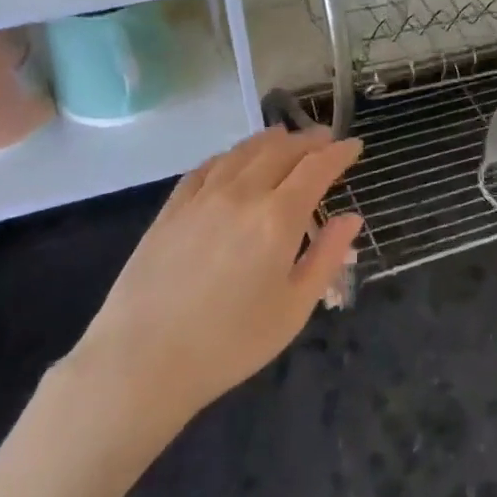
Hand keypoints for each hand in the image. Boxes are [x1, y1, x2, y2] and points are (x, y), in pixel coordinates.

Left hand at [67, 126, 362, 431]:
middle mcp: (241, 194)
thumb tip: (351, 218)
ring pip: (242, 153)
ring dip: (269, 141)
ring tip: (284, 137)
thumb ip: (326, 257)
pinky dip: (229, 156)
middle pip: (280, 151)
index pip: (316, 169)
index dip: (338, 153)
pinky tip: (232, 159)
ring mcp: (201, 198)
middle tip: (324, 139)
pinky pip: (205, 168)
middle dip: (307, 141)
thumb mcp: (294, 308)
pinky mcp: (171, 209)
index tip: (354, 145)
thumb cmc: (230, 343)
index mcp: (277, 218)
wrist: (143, 360)